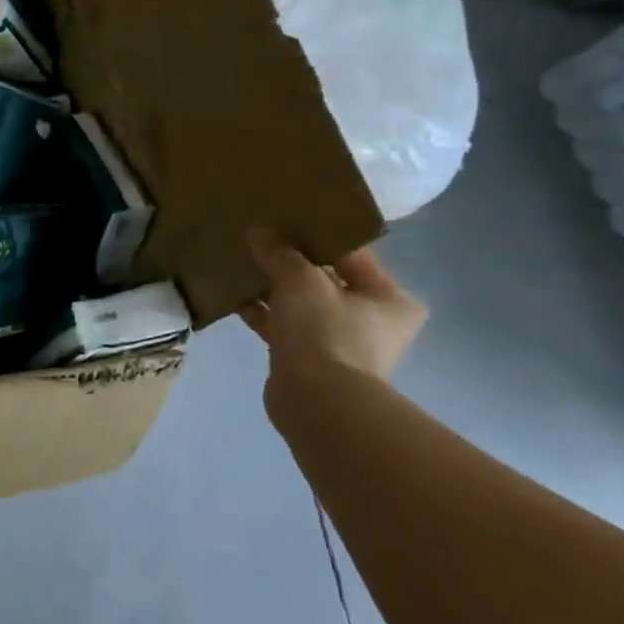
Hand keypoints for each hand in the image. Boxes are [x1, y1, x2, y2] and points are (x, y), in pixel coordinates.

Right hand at [240, 230, 425, 384]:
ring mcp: (339, 342)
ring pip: (300, 303)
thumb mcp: (301, 281)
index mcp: (390, 299)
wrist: (315, 402)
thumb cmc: (325, 333)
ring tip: (240, 264)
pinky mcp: (307, 359)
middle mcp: (372, 320)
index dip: (316, 236)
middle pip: (325, 279)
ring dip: (272, 287)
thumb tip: (259, 232)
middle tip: (258, 241)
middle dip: (290, 263)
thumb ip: (280, 253)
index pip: (352, 255)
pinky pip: (282, 325)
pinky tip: (234, 297)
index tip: (283, 221)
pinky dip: (262, 312)